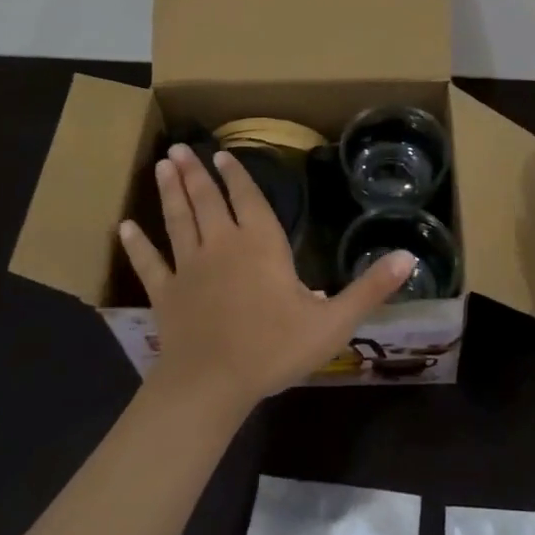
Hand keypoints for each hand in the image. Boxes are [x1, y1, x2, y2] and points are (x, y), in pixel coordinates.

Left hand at [118, 143, 414, 414]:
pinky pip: (149, 263)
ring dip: (170, 192)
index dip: (237, 176)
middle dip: (196, 172)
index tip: (223, 154)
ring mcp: (189, 268)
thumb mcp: (332, 321)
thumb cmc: (273, 349)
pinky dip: (137, 244)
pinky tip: (124, 226)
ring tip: (161, 165)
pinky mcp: (165, 294)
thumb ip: (370, 288)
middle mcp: (222, 245)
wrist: (211, 387)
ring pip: (178, 220)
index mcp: (260, 244)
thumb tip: (409, 256)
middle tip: (179, 147)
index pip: (248, 199)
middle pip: (207, 200)